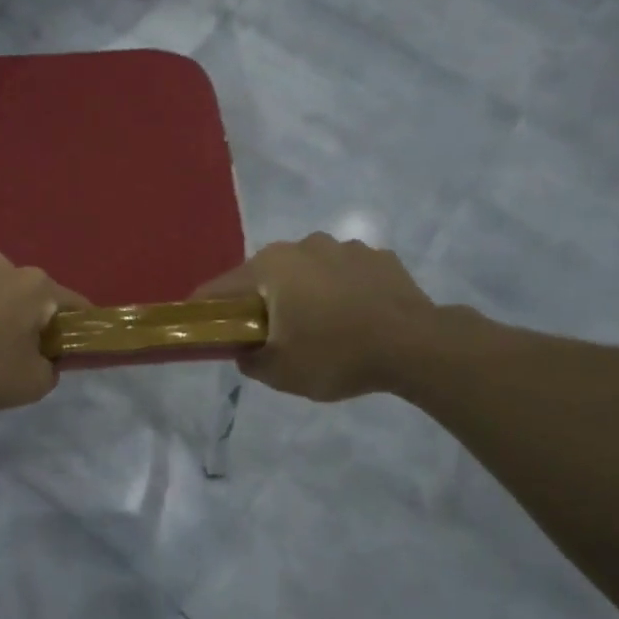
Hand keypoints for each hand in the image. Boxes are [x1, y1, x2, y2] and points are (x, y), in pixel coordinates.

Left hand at [0, 251, 88, 409]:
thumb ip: (48, 372)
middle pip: (25, 290)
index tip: (71, 347)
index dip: (77, 326)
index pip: (73, 304)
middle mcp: (3, 265)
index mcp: (36, 286)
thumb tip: (46, 363)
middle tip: (14, 347)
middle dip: (23, 314)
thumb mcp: (30, 384)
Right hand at [192, 234, 442, 401]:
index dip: (205, 309)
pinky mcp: (378, 257)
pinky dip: (340, 291)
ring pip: (307, 271)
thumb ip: (249, 360)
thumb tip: (244, 349)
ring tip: (319, 326)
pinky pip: (344, 274)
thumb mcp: (280, 372)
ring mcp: (344, 247)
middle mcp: (302, 245)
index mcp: (271, 266)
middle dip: (260, 301)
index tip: (200, 327)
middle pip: (265, 275)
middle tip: (267, 334)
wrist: (417, 346)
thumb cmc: (337, 354)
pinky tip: (354, 317)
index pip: (221, 287)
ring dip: (304, 293)